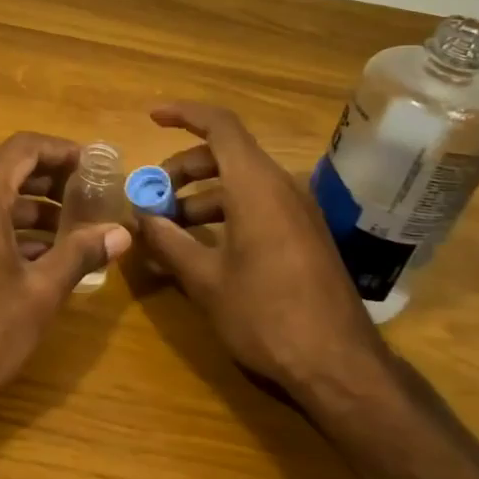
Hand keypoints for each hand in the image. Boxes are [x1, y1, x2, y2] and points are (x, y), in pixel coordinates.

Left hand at [0, 132, 131, 415]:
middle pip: (8, 170)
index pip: (24, 147)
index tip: (96, 166)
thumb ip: (80, 254)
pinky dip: (9, 230)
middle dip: (52, 181)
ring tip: (75, 232)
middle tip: (92, 198)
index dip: (63, 151)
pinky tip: (40, 258)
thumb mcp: (40, 293)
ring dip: (33, 209)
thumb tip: (120, 233)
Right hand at [132, 103, 385, 398]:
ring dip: (201, 195)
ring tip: (169, 228)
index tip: (152, 117)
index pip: (220, 125)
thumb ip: (168, 242)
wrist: (339, 365)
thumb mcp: (206, 280)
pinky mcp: (304, 236)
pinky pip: (258, 206)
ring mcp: (297, 212)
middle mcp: (281, 188)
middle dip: (183, 168)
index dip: (184, 114)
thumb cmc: (266, 315)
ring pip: (241, 183)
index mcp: (256, 186)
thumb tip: (139, 218)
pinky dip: (224, 213)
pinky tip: (202, 248)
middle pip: (227, 154)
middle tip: (152, 196)